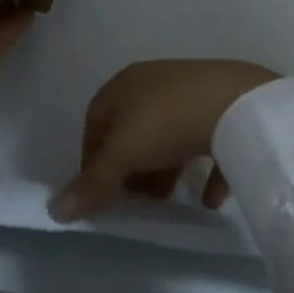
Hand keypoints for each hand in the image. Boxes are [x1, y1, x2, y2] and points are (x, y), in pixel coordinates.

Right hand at [51, 59, 277, 221]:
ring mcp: (190, 92)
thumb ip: (93, 182)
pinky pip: (206, 141)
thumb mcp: (123, 154)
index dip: (91, 158)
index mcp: (124, 85)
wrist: (237, 102)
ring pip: (167, 135)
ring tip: (166, 203)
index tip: (97, 193)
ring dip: (163, 170)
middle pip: (131, 129)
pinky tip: (209, 200)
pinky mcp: (223, 107)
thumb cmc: (167, 122)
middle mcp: (154, 83)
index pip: (95, 120)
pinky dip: (204, 170)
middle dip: (129, 167)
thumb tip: (56, 209)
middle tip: (133, 201)